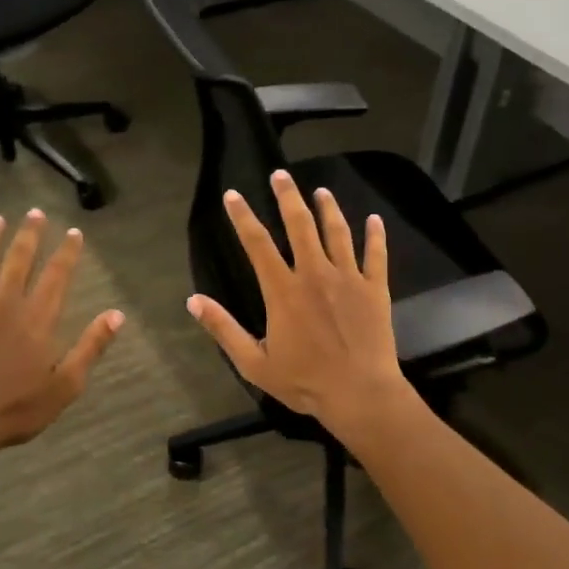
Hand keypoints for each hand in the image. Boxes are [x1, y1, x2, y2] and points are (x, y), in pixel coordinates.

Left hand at [0, 210, 124, 456]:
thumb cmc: (16, 408)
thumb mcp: (65, 384)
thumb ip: (91, 347)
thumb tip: (117, 315)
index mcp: (37, 319)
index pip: (56, 276)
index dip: (66, 252)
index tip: (73, 232)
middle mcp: (4, 305)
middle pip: (18, 261)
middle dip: (28, 235)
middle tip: (34, 212)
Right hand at [186, 170, 410, 437]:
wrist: (360, 393)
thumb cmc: (304, 381)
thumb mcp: (254, 363)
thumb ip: (224, 329)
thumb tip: (193, 300)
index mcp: (283, 290)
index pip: (257, 243)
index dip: (242, 217)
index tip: (232, 195)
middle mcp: (314, 274)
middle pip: (299, 225)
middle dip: (287, 197)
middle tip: (280, 175)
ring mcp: (348, 278)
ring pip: (337, 232)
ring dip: (328, 208)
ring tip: (321, 191)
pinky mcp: (374, 288)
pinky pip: (376, 255)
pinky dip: (375, 235)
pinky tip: (375, 220)